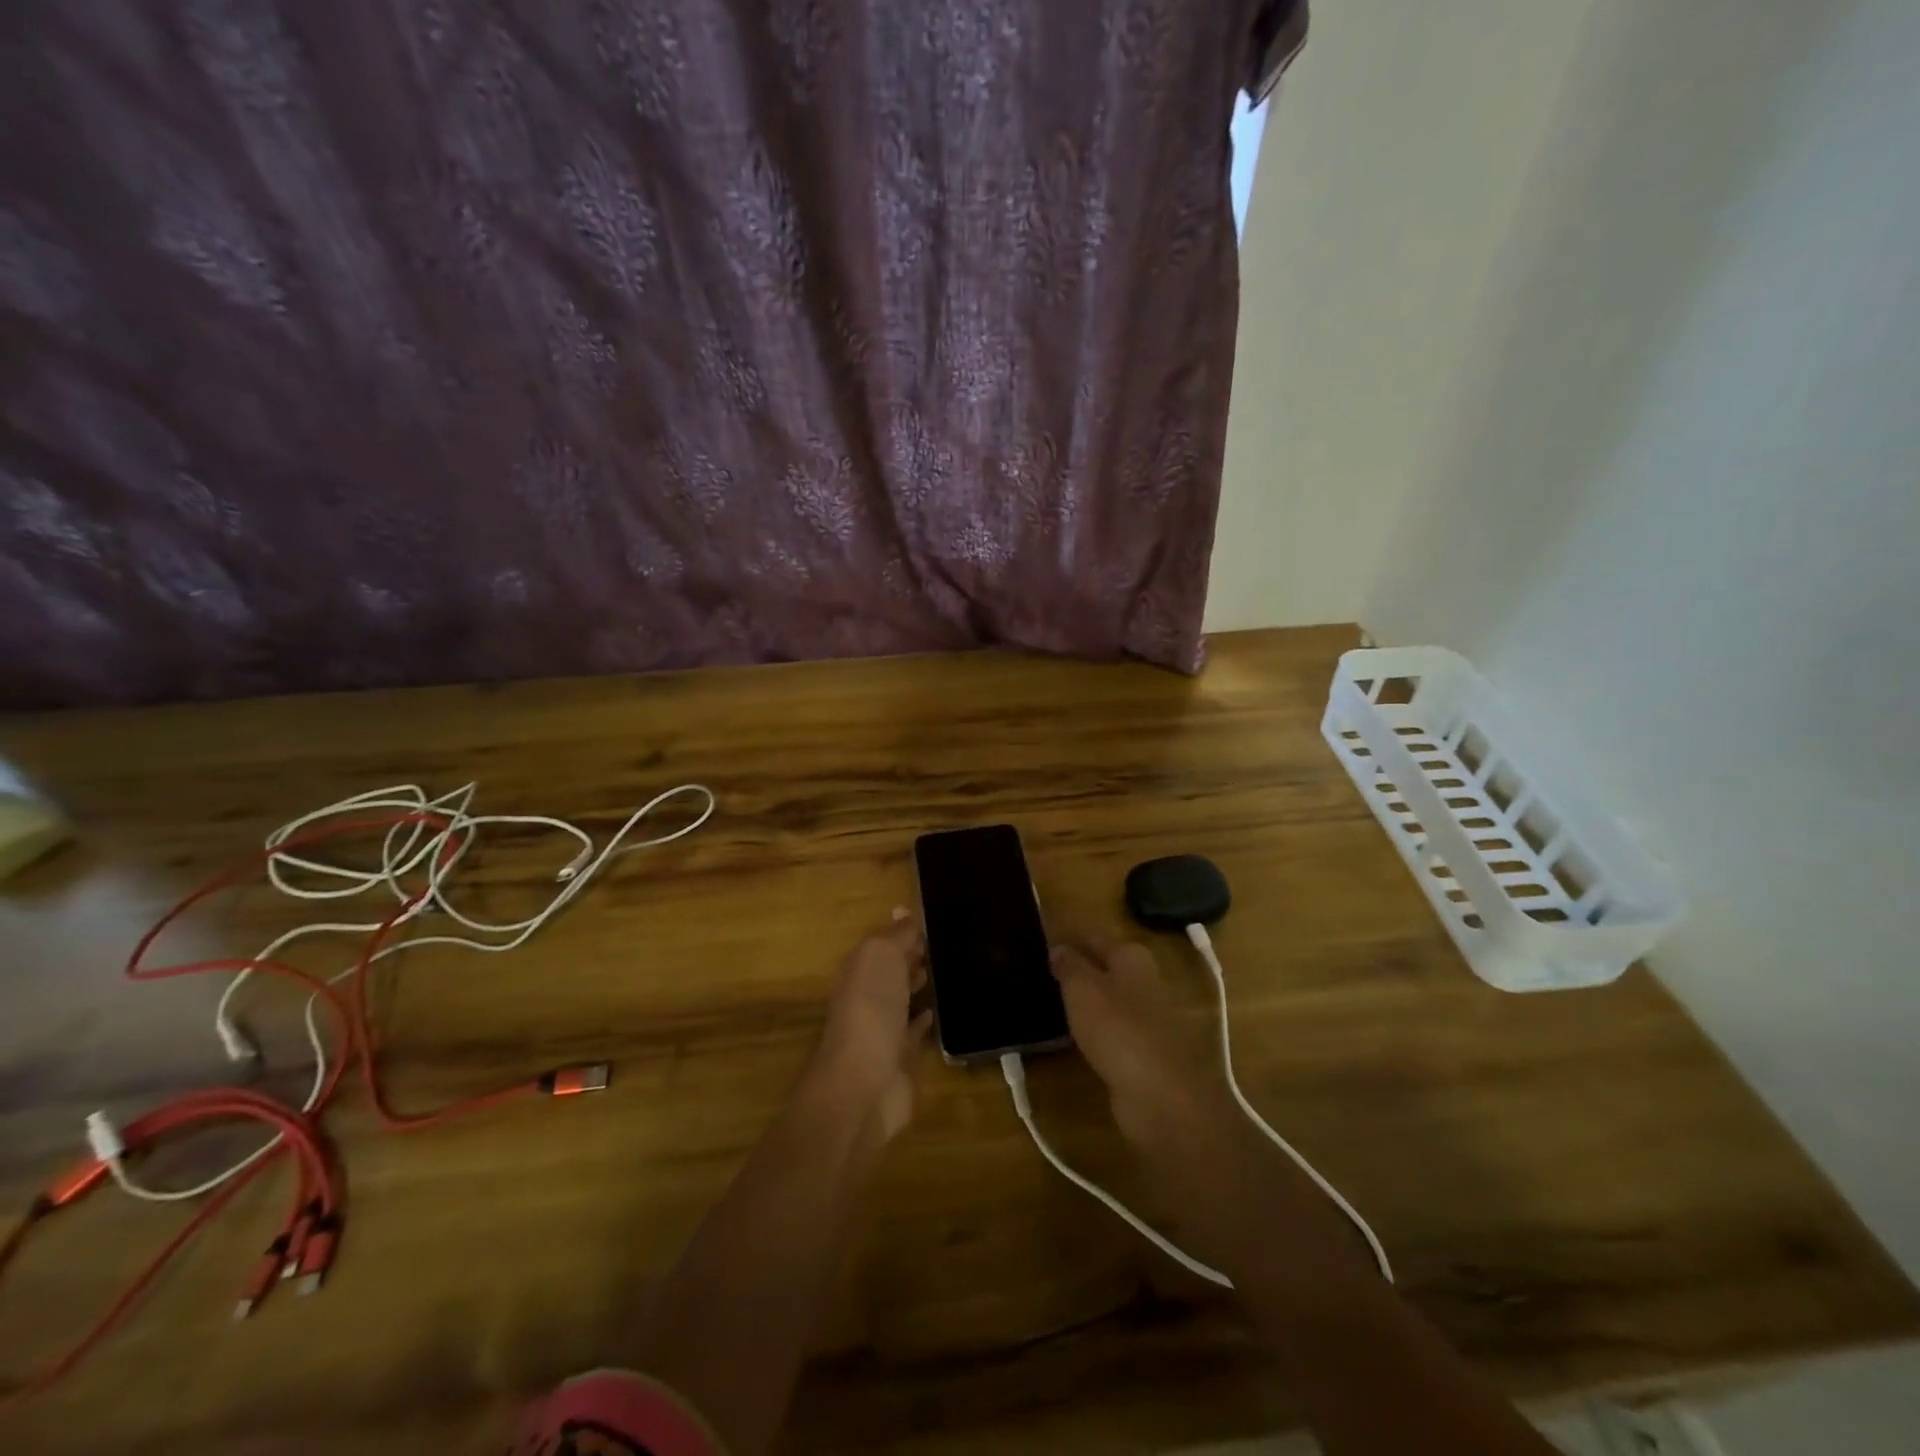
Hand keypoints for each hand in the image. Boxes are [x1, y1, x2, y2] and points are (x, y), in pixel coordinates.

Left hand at [809, 911, 932, 1143]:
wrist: (863, 1084)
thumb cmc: (870, 1010)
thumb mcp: (881, 958)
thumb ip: (896, 935)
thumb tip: (904, 910)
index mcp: (859, 969)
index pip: (884, 942)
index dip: (906, 930)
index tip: (936, 918)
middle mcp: (867, 996)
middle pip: (892, 969)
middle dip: (913, 955)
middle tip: (948, 942)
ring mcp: (883, 1028)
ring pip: (903, 998)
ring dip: (919, 984)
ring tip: (950, 969)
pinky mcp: (900, 1058)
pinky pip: (915, 1031)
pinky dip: (926, 1019)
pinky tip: (941, 1010)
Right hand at [1051, 940, 1229, 1150]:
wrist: (1163, 1096)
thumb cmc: (1119, 1029)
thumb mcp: (1083, 989)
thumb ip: (1069, 965)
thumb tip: (1059, 947)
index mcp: (1132, 957)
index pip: (1094, 937)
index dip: (1069, 939)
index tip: (1041, 944)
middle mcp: (1144, 982)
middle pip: (1105, 968)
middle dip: (1079, 969)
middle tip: (1041, 974)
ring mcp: (1147, 1019)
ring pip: (1109, 1001)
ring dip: (1086, 1002)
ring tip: (1052, 1005)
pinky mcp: (1145, 1053)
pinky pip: (1112, 1032)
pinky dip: (1095, 1032)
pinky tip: (1075, 1038)